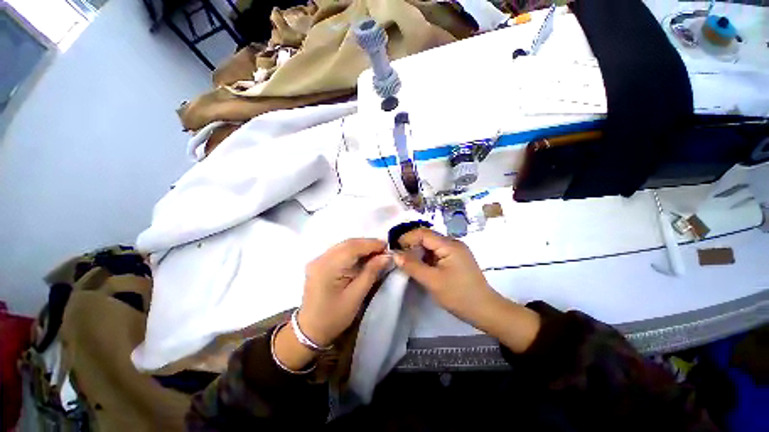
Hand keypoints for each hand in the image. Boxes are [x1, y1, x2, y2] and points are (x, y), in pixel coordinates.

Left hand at [298, 238, 390, 345]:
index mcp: (327, 267)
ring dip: (361, 246)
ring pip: (344, 245)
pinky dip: (353, 251)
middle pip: (348, 243)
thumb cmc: (334, 317)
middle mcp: (320, 259)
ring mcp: (318, 260)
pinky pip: (339, 251)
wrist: (310, 330)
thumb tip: (386, 256)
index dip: (371, 244)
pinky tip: (362, 256)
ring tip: (376, 252)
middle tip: (384, 249)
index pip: (352, 247)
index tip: (387, 245)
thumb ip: (371, 273)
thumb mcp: (356, 296)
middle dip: (367, 244)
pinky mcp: (319, 263)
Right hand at [393, 228, 540, 352]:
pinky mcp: (456, 258)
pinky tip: (420, 265)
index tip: (394, 248)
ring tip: (407, 262)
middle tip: (399, 256)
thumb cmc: (459, 295)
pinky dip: (426, 257)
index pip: (423, 233)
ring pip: (431, 245)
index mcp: (449, 245)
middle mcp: (453, 243)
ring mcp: (456, 250)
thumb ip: (412, 266)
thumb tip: (395, 254)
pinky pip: (437, 252)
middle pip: (427, 237)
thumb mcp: (432, 281)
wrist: (485, 310)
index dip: (407, 238)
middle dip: (411, 244)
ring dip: (418, 251)